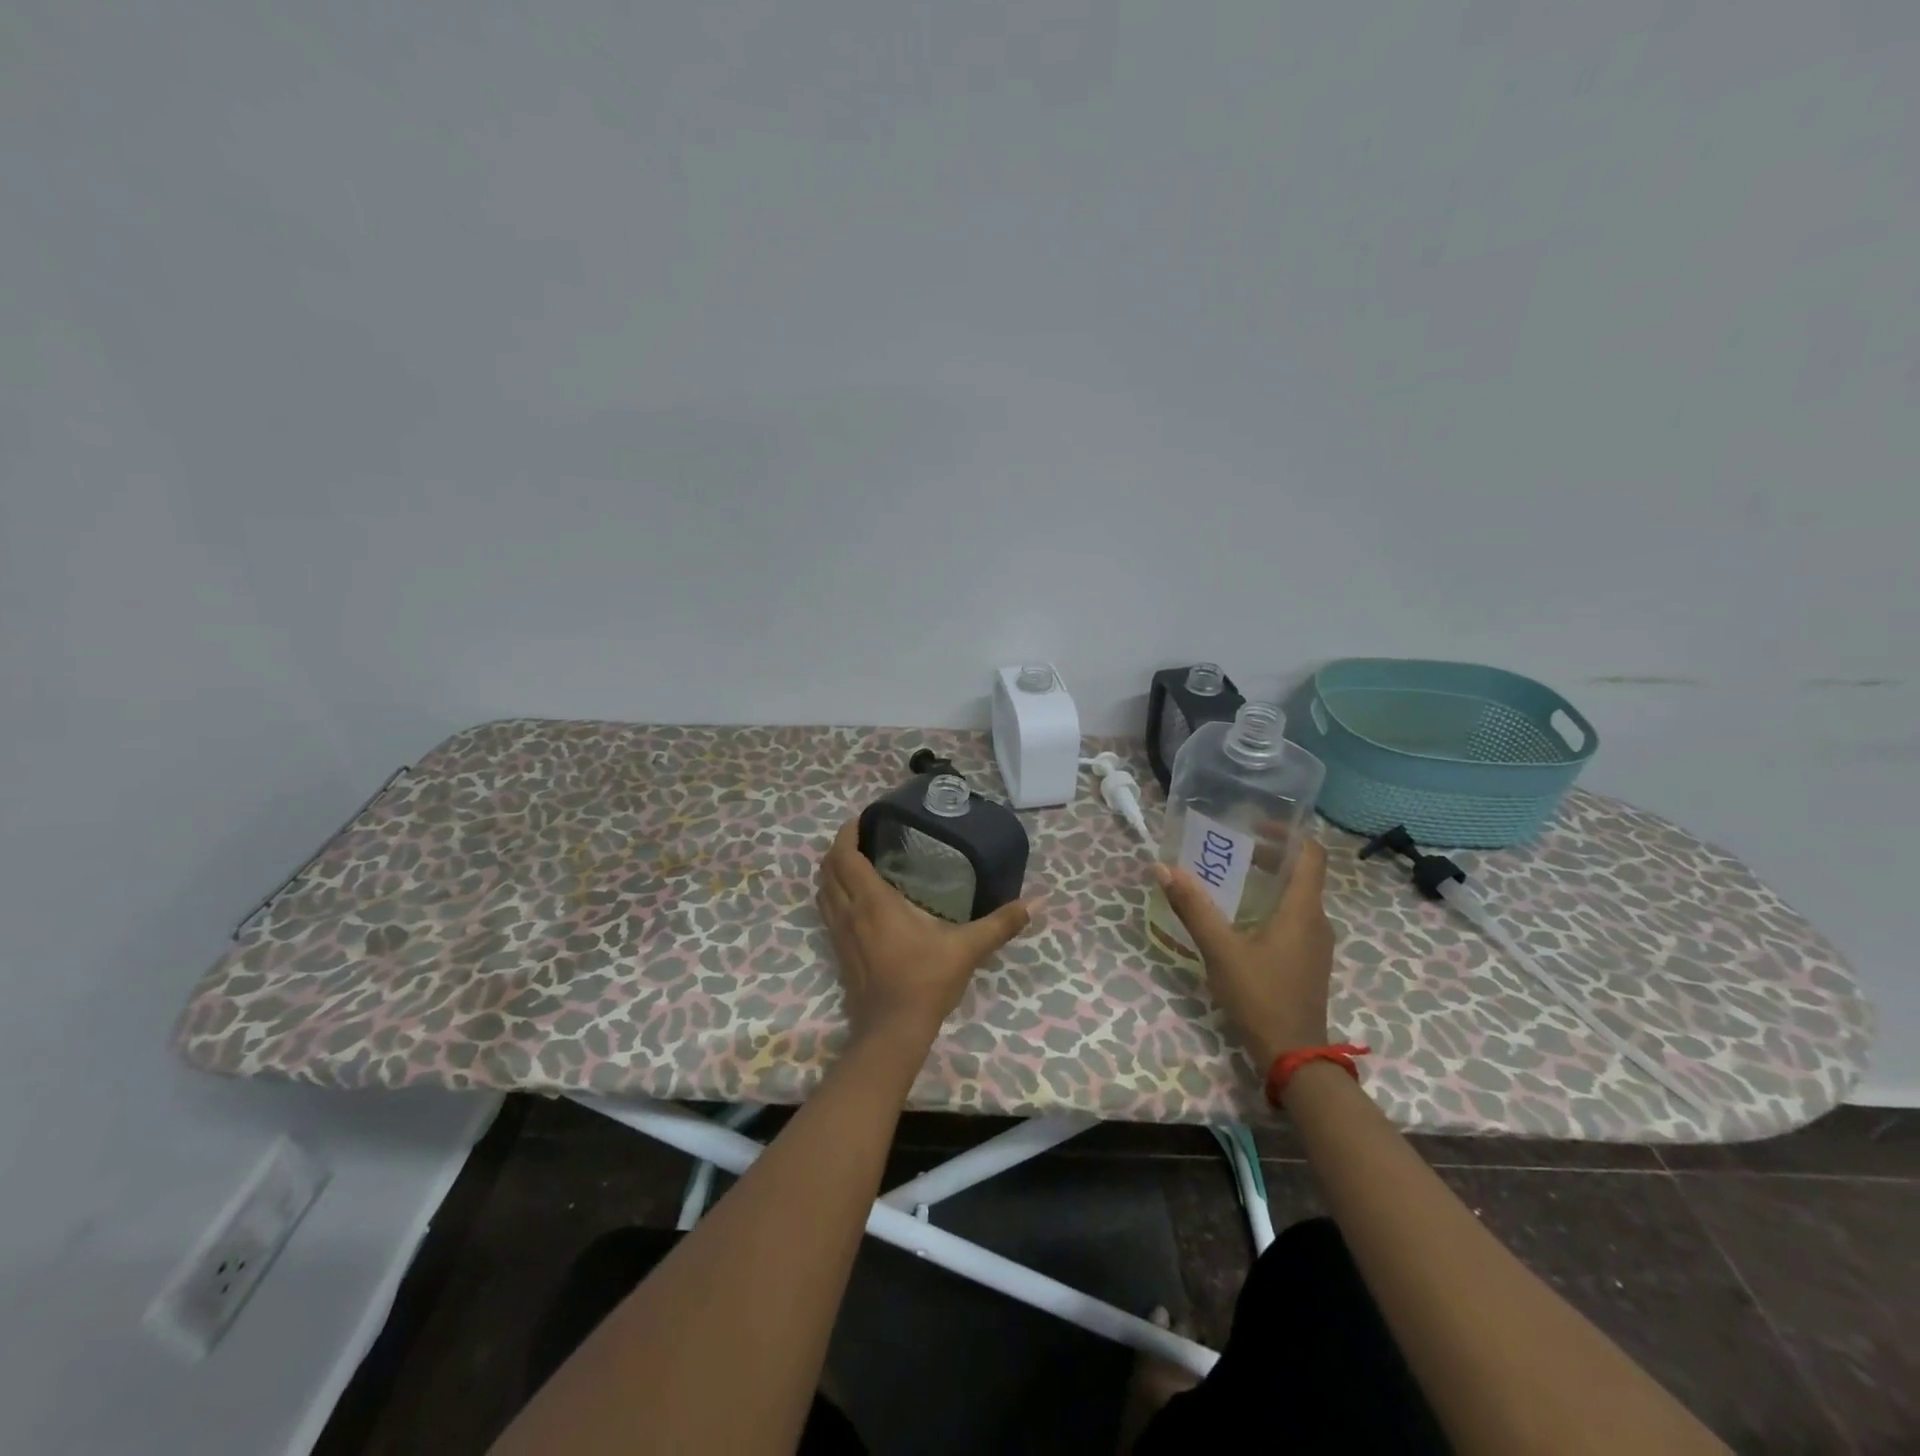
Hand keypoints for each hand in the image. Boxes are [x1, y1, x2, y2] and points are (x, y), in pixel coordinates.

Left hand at [816, 819, 1038, 1049]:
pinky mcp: (838, 953)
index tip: (863, 819)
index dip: (847, 832)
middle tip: (862, 836)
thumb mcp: (968, 948)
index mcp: (873, 901)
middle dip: (838, 847)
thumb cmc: (926, 981)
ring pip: (822, 891)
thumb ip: (1001, 923)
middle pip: (827, 869)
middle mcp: (849, 912)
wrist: (892, 1031)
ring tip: (855, 862)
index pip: (845, 856)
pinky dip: (833, 895)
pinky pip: (827, 912)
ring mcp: (839, 934)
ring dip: (832, 872)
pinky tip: (854, 900)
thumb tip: (1038, 902)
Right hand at [1152, 839, 1333, 1069]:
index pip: (1310, 853)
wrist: (1294, 1057)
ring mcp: (1315, 943)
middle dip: (1268, 854)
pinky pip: (1293, 917)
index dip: (1286, 832)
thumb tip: (1163, 868)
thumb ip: (1193, 907)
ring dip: (1268, 879)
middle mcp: (1316, 920)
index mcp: (1303, 909)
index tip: (1253, 825)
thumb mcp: (1221, 950)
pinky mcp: (1308, 961)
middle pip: (1300, 872)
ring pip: (1296, 896)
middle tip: (1230, 848)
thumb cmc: (1261, 996)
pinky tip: (1241, 916)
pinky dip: (1270, 904)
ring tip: (1230, 876)